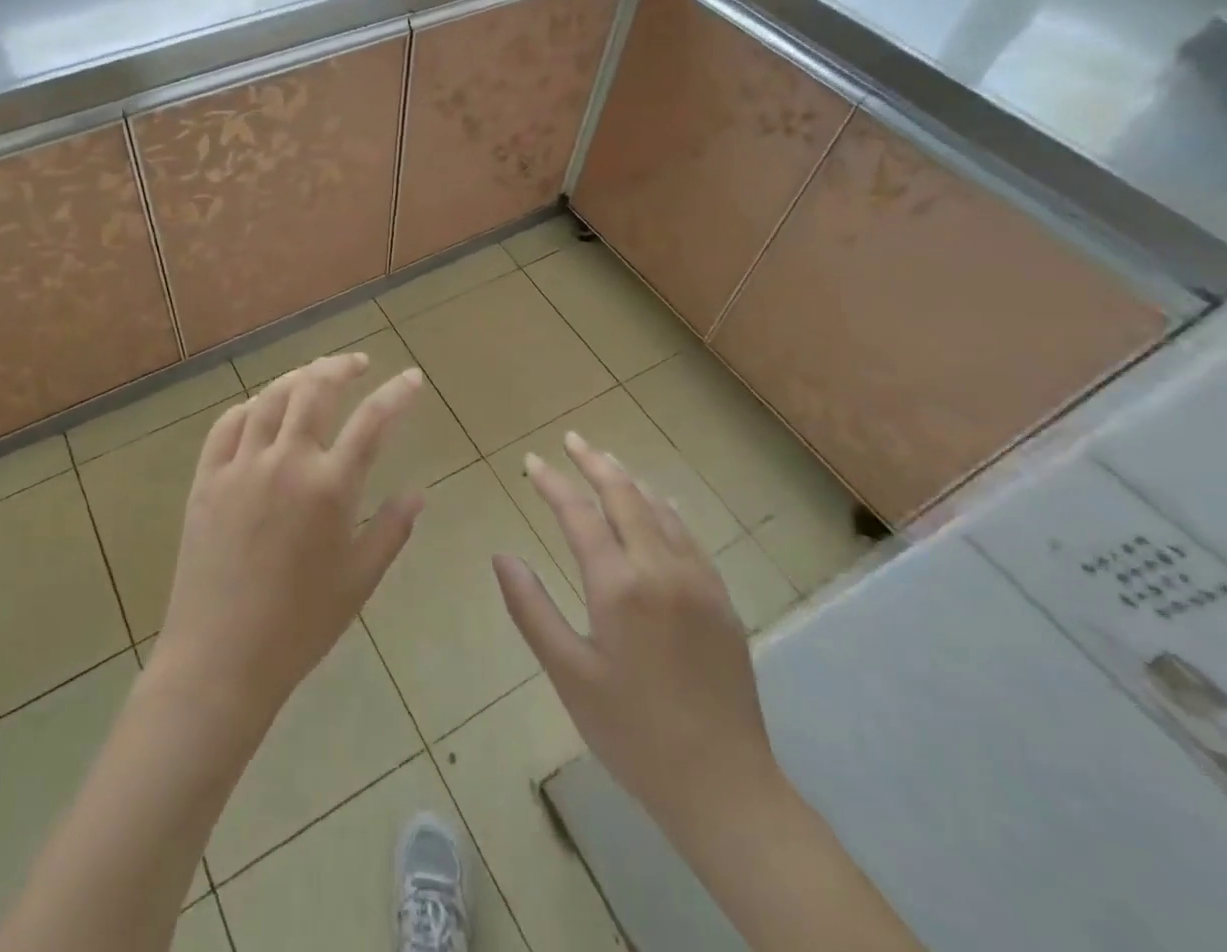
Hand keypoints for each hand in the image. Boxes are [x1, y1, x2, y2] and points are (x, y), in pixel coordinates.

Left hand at [153, 352, 424, 725]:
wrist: (221, 657)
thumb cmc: (300, 625)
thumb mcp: (360, 580)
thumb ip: (392, 530)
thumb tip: (418, 492)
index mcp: (329, 488)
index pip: (372, 421)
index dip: (396, 393)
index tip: (411, 377)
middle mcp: (286, 462)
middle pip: (315, 390)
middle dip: (340, 367)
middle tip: (357, 363)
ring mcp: (241, 466)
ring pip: (270, 398)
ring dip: (297, 377)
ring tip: (314, 375)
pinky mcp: (207, 478)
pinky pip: (227, 425)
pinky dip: (250, 406)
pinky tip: (261, 407)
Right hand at [493, 432, 779, 838]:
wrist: (725, 787)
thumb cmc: (633, 733)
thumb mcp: (569, 674)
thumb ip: (531, 609)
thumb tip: (501, 556)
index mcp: (619, 586)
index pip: (579, 514)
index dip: (553, 483)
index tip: (532, 462)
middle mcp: (660, 569)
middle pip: (625, 496)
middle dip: (595, 463)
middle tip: (572, 440)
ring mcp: (697, 581)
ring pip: (660, 509)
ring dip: (629, 480)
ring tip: (607, 462)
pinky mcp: (720, 599)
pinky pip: (687, 534)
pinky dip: (663, 508)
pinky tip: (657, 506)